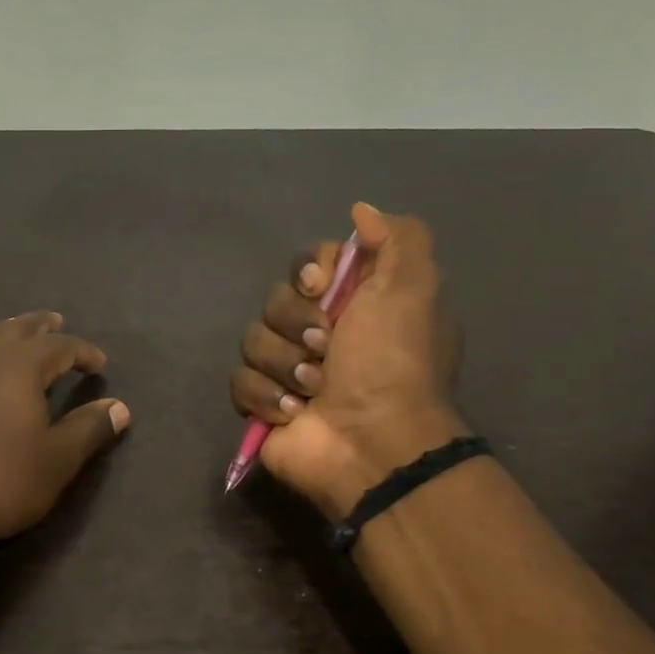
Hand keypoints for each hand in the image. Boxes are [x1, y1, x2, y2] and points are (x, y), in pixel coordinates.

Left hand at [0, 312, 130, 551]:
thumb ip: (89, 428)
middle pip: (18, 330)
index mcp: (20, 367)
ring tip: (19, 335)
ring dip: (7, 333)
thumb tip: (120, 407)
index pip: (60, 346)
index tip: (100, 364)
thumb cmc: (0, 481)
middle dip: (42, 327)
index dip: (83, 352)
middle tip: (58, 322)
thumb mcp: (57, 459)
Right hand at [229, 202, 464, 518]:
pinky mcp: (263, 406)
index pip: (307, 266)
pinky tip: (294, 412)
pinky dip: (267, 396)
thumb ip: (397, 237)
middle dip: (297, 323)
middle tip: (326, 348)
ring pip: (252, 340)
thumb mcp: (414, 286)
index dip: (308, 272)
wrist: (373, 441)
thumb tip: (360, 211)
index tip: (320, 288)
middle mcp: (320, 333)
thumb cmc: (393, 362)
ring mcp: (288, 371)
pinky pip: (239, 382)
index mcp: (354, 304)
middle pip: (275, 300)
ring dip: (285, 364)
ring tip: (314, 388)